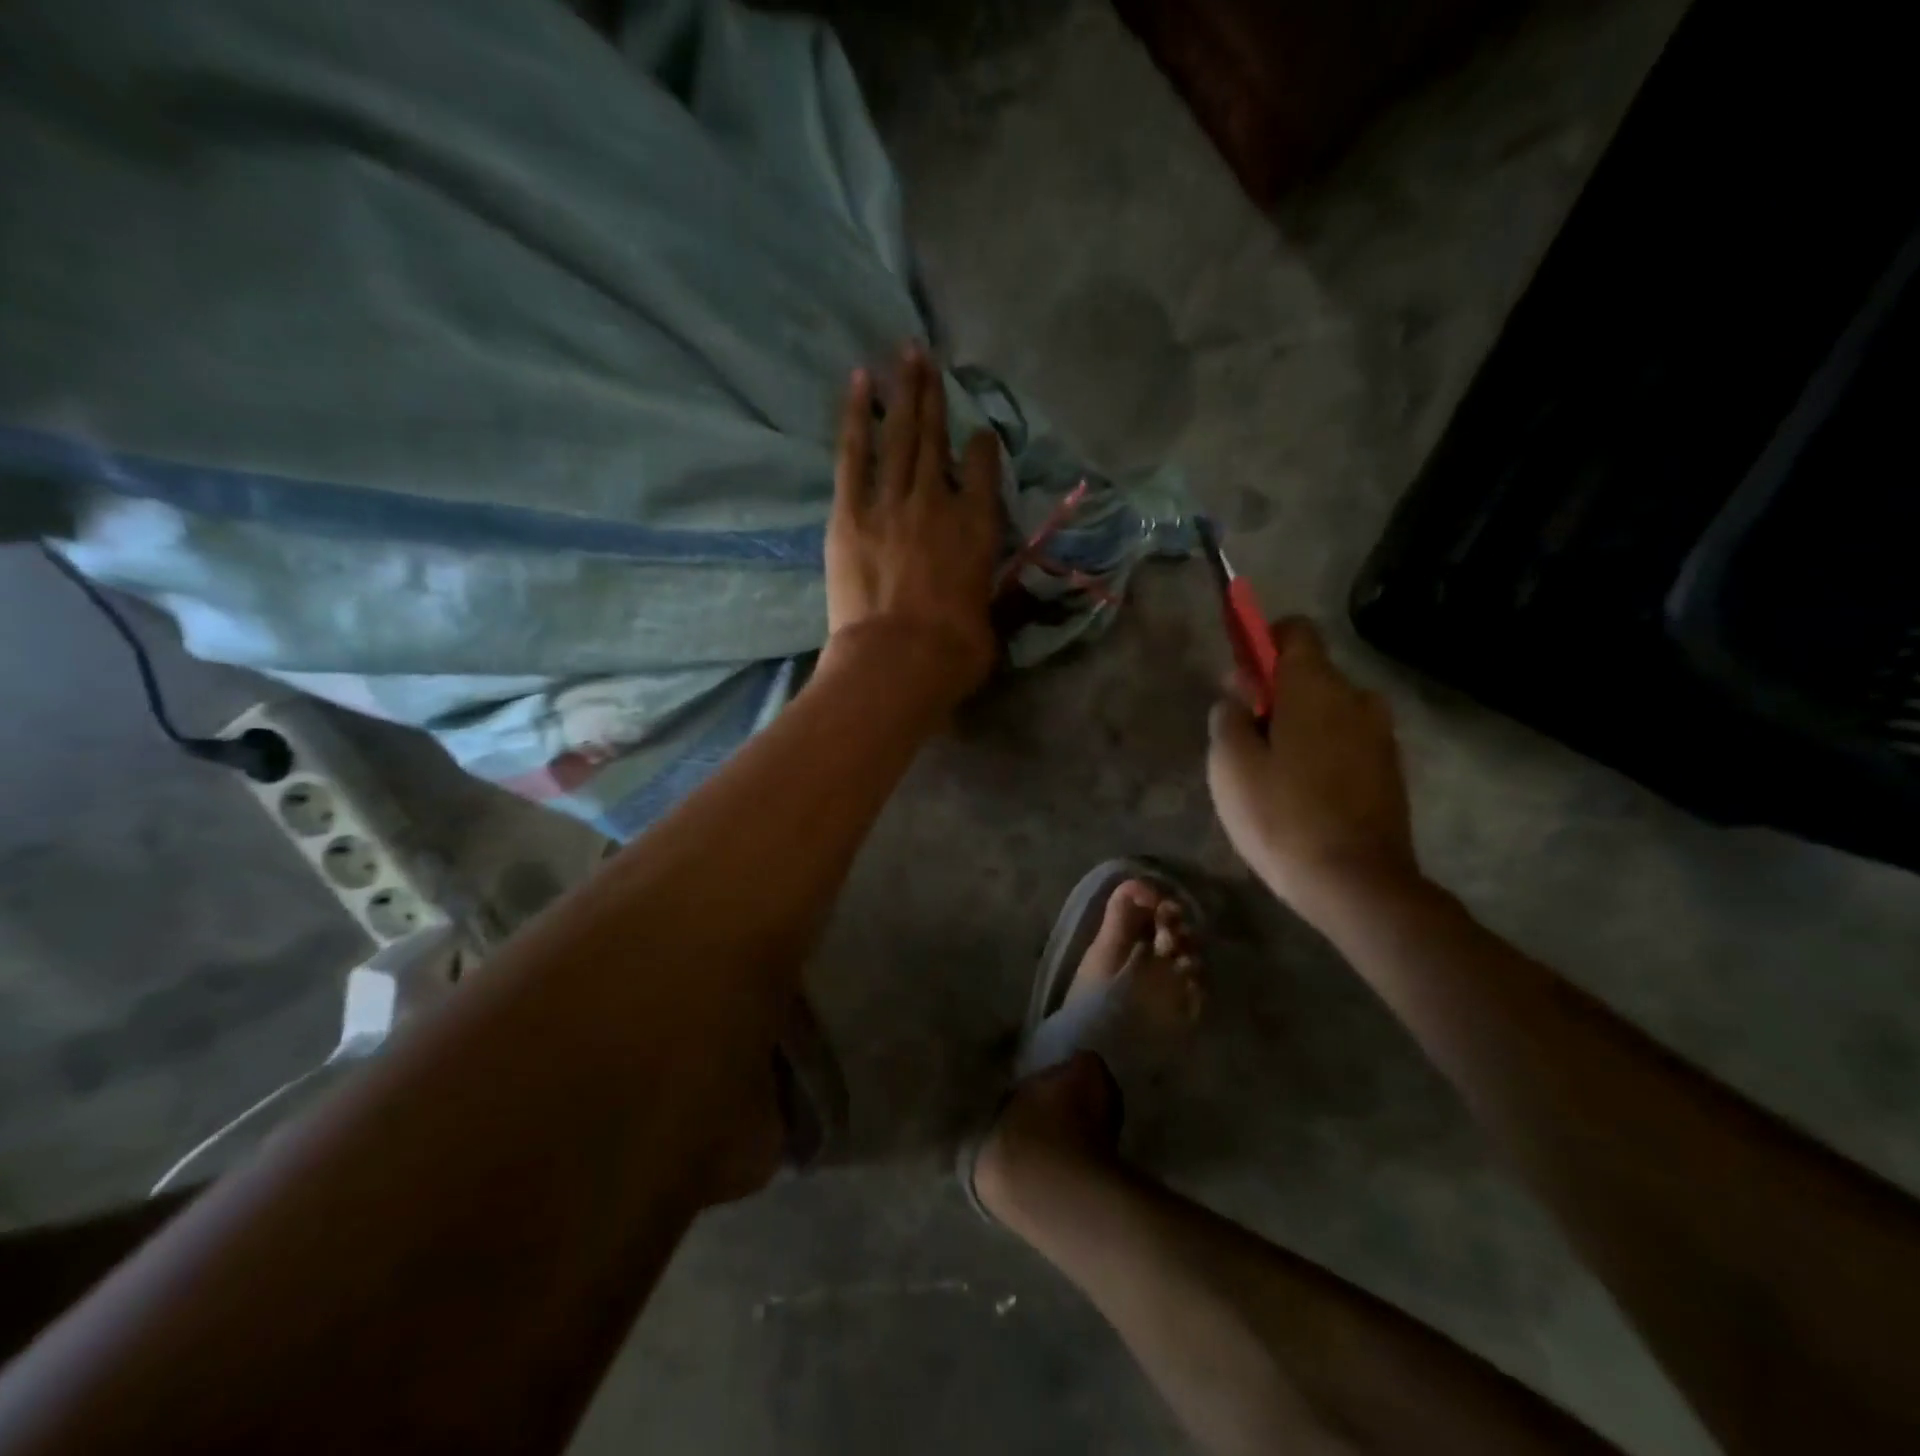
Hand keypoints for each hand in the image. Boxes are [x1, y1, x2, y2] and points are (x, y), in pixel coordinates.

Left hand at [824, 345, 1003, 700]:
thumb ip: (995, 599)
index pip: (983, 470)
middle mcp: (938, 502)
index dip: (982, 448)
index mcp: (978, 527)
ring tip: (903, 354)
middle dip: (934, 395)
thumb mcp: (990, 627)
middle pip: (936, 438)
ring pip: (900, 435)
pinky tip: (861, 383)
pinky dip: (858, 416)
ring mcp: (891, 502)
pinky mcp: (850, 513)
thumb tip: (1002, 598)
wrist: (896, 661)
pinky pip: (855, 453)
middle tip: (927, 357)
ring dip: (903, 392)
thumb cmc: (952, 653)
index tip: (979, 436)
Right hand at [1207, 617, 1420, 927]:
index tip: (1241, 677)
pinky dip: (1323, 753)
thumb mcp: (1230, 765)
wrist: (1356, 884)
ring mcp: (1380, 736)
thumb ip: (1228, 717)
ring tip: (1273, 774)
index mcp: (1315, 687)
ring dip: (1300, 726)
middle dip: (1275, 694)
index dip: (1263, 641)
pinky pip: (1347, 742)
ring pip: (1330, 712)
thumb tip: (1237, 695)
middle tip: (1245, 739)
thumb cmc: (1281, 816)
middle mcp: (1356, 699)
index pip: (1295, 631)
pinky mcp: (1390, 771)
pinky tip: (1302, 795)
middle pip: (1310, 675)